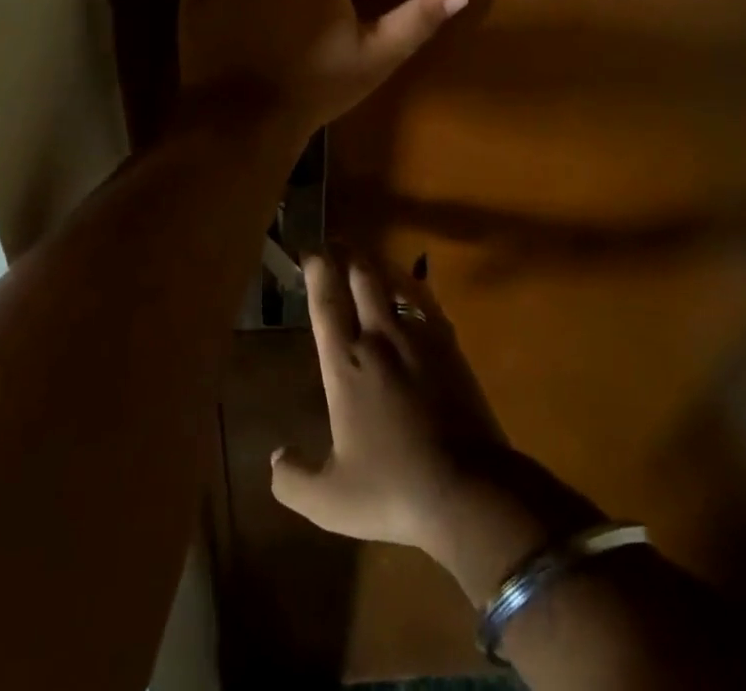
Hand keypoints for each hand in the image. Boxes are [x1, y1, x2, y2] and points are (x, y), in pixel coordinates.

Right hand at [268, 256, 511, 557]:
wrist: (470, 490)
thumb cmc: (393, 489)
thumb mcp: (330, 500)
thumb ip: (293, 479)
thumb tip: (275, 458)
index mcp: (345, 363)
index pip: (326, 301)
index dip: (316, 269)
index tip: (309, 250)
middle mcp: (379, 337)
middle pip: (362, 276)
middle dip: (346, 253)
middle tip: (335, 243)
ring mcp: (418, 338)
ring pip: (394, 283)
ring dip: (377, 266)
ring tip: (368, 260)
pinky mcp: (449, 347)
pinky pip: (426, 303)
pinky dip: (413, 290)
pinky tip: (411, 292)